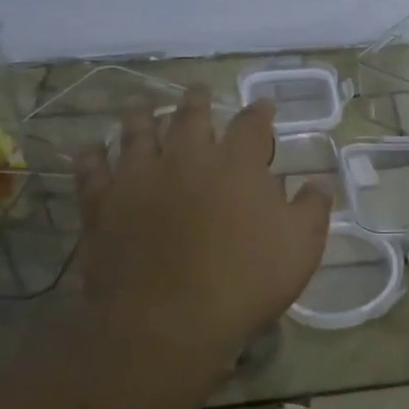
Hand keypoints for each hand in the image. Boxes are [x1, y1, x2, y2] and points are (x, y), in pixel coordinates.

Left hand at [75, 89, 331, 371]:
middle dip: (197, 100)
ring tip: (141, 104)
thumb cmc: (245, 280)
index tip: (263, 105)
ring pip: (137, 132)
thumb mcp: (301, 246)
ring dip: (141, 114)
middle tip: (198, 90)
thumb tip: (319, 183)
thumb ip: (311, 208)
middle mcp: (187, 157)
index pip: (252, 125)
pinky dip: (90, 155)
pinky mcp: (103, 203)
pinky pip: (92, 169)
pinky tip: (89, 147)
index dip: (260, 112)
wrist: (169, 319)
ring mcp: (140, 177)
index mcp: (237, 164)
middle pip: (191, 116)